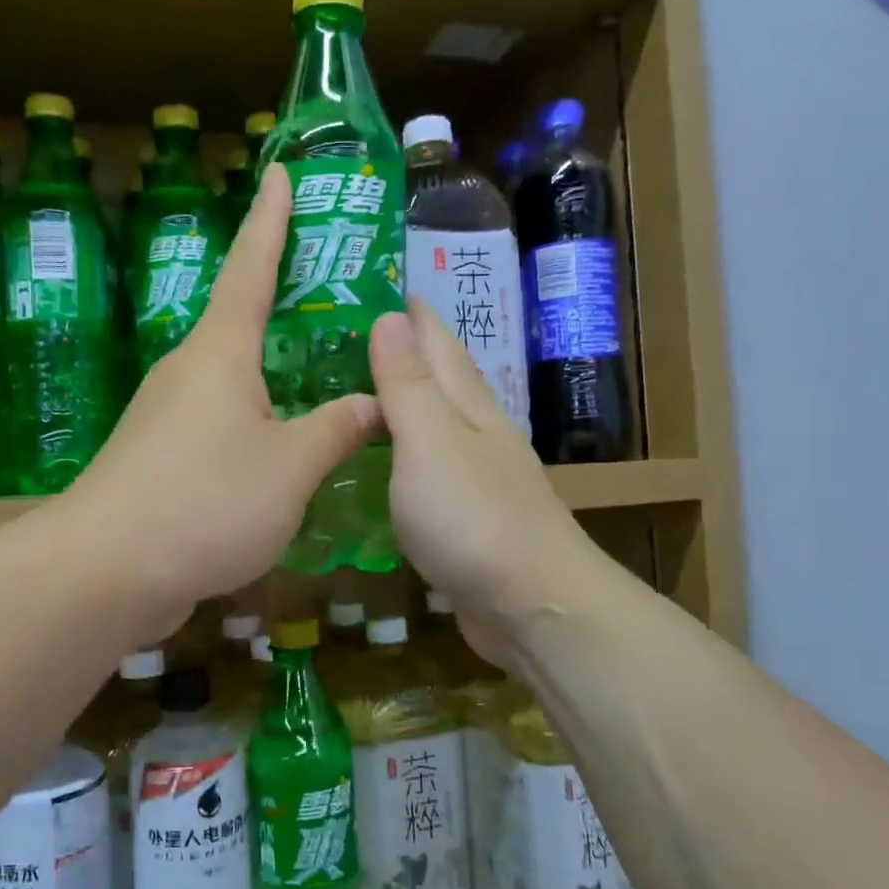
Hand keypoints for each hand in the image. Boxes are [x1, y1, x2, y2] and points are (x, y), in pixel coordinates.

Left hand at [65, 164, 379, 634]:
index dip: (270, 219)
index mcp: (219, 353)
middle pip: (240, 321)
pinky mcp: (159, 459)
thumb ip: (337, 430)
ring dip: (273, 371)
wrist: (107, 571)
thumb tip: (374, 402)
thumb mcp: (290, 466)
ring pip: (232, 379)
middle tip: (332, 288)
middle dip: (281, 300)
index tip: (278, 171)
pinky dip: (257, 421)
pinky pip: (220, 422)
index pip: (250, 267)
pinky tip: (284, 448)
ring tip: (323, 372)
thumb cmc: (205, 500)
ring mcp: (167, 416)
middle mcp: (188, 371)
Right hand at [369, 302, 599, 671]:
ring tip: (363, 386)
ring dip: (407, 400)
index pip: (436, 341)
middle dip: (406, 349)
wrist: (534, 607)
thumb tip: (392, 315)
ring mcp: (478, 477)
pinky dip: (406, 453)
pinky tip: (388, 461)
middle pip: (441, 378)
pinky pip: (430, 468)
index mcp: (468, 406)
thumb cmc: (475, 519)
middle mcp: (478, 432)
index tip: (378, 281)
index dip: (410, 311)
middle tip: (353, 331)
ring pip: (437, 422)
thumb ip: (409, 385)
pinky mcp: (469, 518)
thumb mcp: (431, 443)